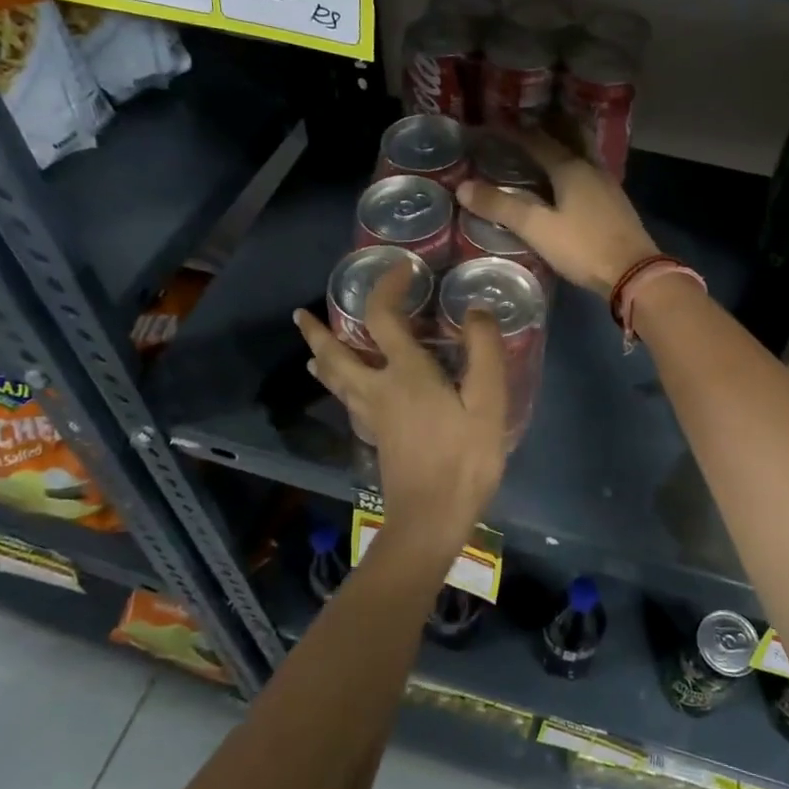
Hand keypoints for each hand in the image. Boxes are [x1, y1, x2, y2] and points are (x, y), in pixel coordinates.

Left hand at [293, 261, 505, 550]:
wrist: (432, 519)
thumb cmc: (463, 458)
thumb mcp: (488, 402)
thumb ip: (485, 352)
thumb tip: (474, 310)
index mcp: (405, 373)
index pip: (382, 317)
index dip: (386, 287)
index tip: (400, 269)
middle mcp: (378, 389)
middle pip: (336, 355)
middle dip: (318, 332)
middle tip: (300, 315)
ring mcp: (371, 416)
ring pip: (335, 381)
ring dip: (322, 358)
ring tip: (312, 347)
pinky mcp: (375, 437)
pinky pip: (346, 399)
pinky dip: (338, 384)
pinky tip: (346, 390)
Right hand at [457, 129, 657, 293]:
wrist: (634, 272)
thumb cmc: (583, 247)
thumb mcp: (537, 228)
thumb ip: (501, 207)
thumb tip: (463, 187)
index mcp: (570, 168)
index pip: (537, 141)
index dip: (513, 133)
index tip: (492, 126)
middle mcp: (591, 168)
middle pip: (567, 138)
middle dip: (545, 130)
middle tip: (523, 129)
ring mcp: (607, 185)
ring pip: (581, 155)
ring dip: (561, 148)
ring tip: (541, 153)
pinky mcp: (615, 203)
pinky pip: (588, 173)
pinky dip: (572, 168)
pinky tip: (565, 184)